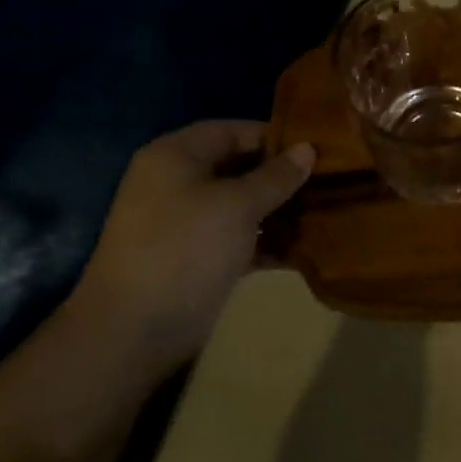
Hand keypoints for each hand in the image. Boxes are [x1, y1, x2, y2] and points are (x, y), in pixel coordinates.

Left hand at [70, 121, 314, 375]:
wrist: (134, 330)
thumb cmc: (185, 248)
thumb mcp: (238, 205)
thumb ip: (276, 176)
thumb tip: (308, 149)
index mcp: (175, 156)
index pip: (231, 131)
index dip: (272, 135)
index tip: (315, 146)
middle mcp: (177, 183)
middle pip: (237, 167)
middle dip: (280, 175)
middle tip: (326, 179)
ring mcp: (185, 224)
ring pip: (240, 205)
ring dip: (278, 210)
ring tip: (324, 210)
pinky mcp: (196, 259)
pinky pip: (238, 239)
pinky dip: (266, 241)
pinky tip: (304, 247)